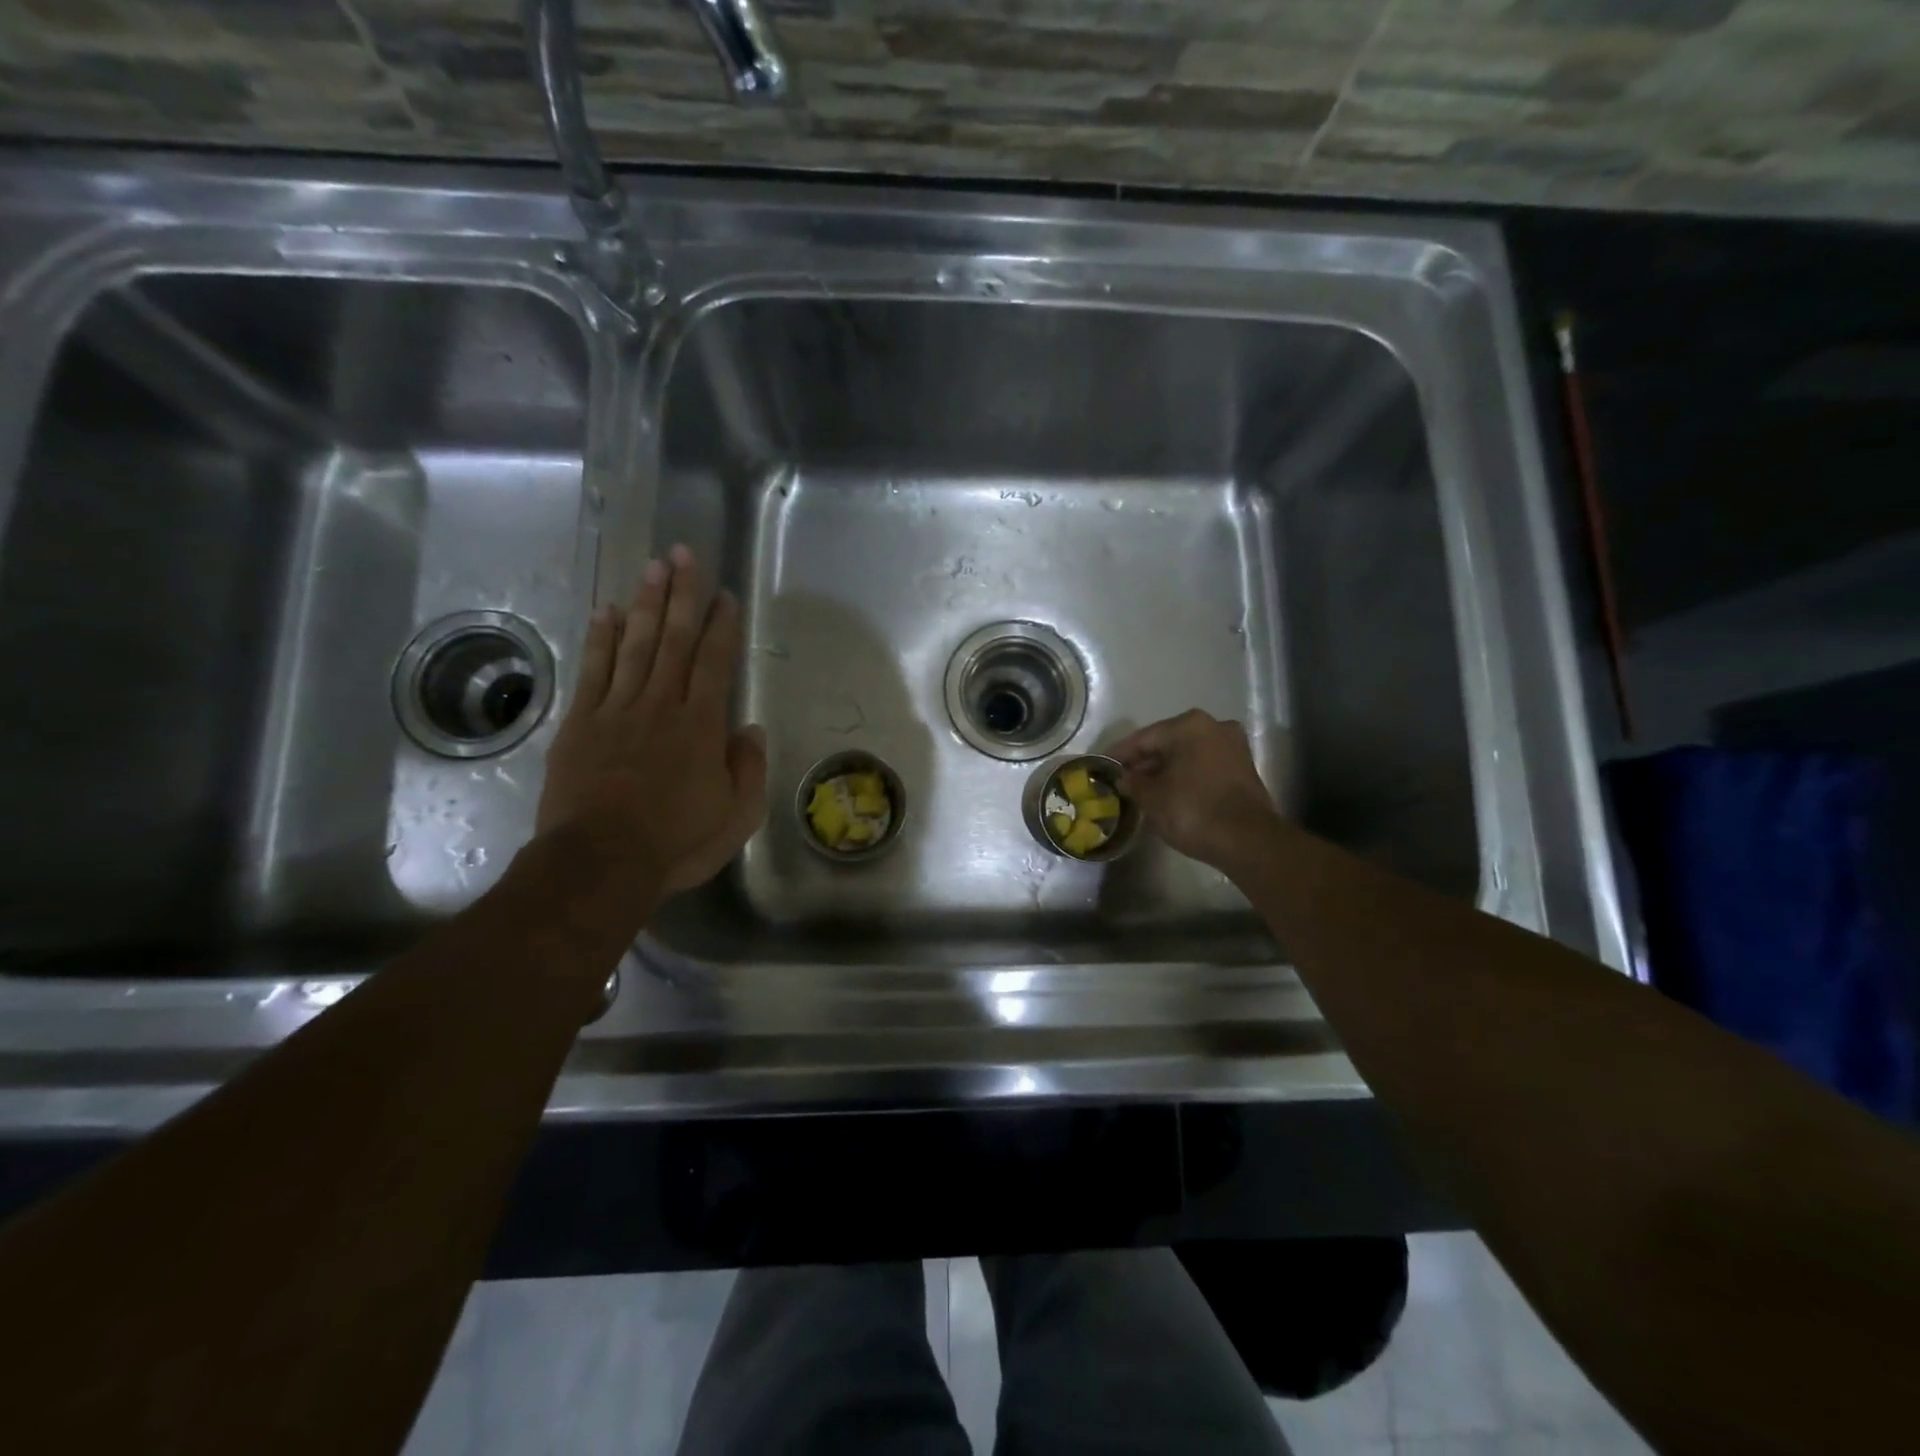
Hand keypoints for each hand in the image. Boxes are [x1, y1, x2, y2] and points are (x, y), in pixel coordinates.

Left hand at [536, 545, 766, 892]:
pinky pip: (594, 671)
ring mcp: (616, 711)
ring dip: (645, 604)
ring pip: (635, 646)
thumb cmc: (677, 842)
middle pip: (674, 640)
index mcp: (701, 726)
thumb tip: (749, 730)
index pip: (715, 663)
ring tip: (652, 567)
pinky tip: (607, 612)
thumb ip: (749, 768)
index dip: (722, 626)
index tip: (724, 594)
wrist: (600, 863)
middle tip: (684, 554)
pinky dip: (601, 640)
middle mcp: (660, 706)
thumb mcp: (736, 816)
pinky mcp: (581, 724)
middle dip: (682, 595)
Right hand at [1109, 710, 1283, 871]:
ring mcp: (1233, 746)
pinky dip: (1185, 776)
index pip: (1144, 738)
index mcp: (1189, 726)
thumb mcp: (1152, 798)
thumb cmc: (1192, 810)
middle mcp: (1214, 726)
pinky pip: (1204, 766)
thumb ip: (1133, 783)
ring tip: (1143, 788)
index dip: (1120, 754)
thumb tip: (1124, 778)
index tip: (1102, 765)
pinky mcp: (1244, 768)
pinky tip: (1170, 792)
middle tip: (1122, 779)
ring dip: (1165, 769)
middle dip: (1145, 761)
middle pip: (1168, 743)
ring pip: (1187, 754)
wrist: (1247, 840)